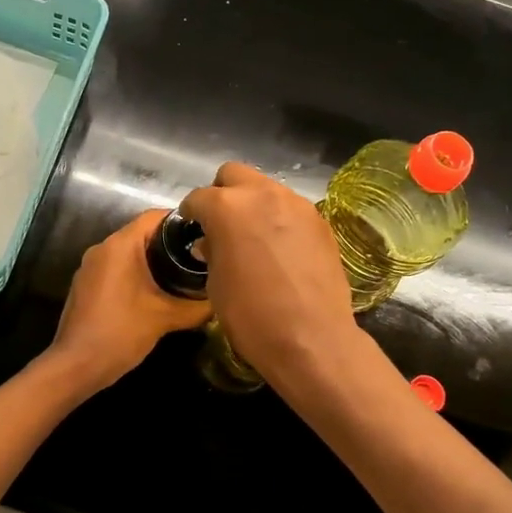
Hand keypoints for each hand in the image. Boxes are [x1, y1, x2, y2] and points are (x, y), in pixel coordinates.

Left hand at [43, 210, 211, 394]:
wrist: (76, 365)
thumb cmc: (121, 333)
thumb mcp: (166, 318)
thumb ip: (197, 306)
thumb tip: (220, 299)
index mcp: (120, 245)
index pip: (154, 216)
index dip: (181, 221)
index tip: (204, 234)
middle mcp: (102, 248)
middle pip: (142, 233)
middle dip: (170, 244)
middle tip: (198, 258)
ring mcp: (89, 267)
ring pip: (128, 253)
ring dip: (153, 261)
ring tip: (182, 276)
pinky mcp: (85, 285)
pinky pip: (116, 269)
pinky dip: (135, 274)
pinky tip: (154, 294)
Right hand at [179, 164, 359, 382]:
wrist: (312, 337)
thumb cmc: (251, 315)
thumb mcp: (216, 285)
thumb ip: (212, 253)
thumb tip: (211, 243)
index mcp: (227, 207)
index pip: (199, 198)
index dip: (191, 213)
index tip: (192, 227)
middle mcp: (262, 194)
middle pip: (234, 174)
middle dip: (223, 193)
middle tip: (221, 223)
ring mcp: (296, 205)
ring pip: (266, 188)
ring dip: (254, 204)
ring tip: (253, 236)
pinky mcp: (320, 221)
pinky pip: (291, 209)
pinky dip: (279, 219)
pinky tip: (280, 248)